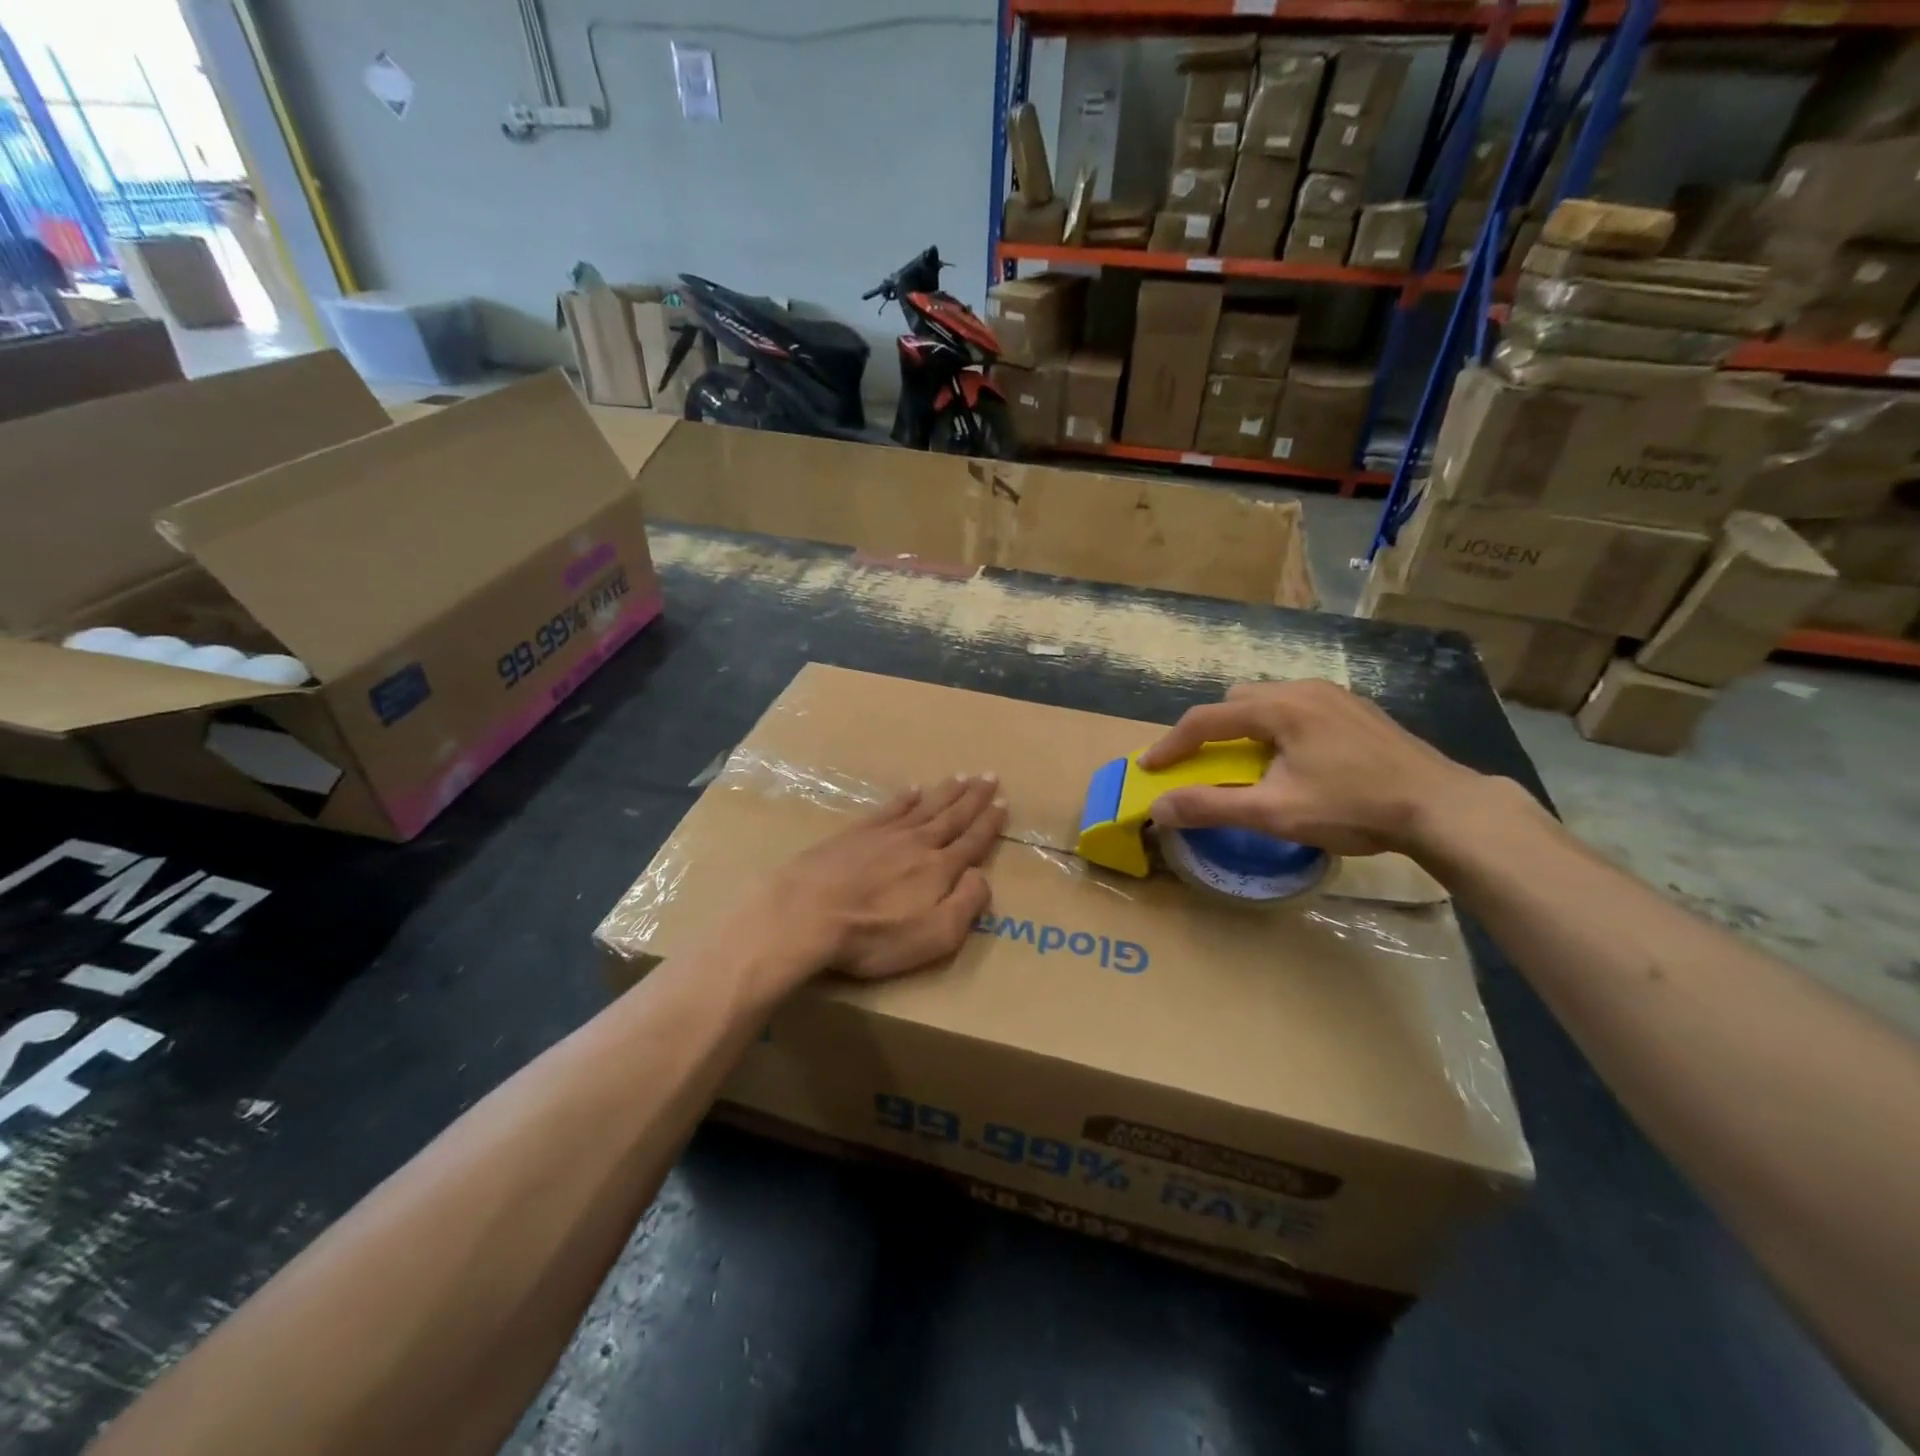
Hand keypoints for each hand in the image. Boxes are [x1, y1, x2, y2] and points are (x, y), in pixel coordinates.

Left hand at [760, 775, 1006, 980]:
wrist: (807, 913)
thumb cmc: (874, 935)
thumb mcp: (935, 935)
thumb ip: (966, 905)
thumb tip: (980, 876)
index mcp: (939, 869)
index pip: (972, 842)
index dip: (989, 824)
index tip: (1003, 803)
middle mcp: (917, 843)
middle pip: (952, 816)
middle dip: (973, 797)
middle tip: (989, 776)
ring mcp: (884, 835)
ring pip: (924, 807)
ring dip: (945, 792)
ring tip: (961, 777)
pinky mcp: (854, 834)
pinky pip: (889, 809)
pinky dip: (904, 798)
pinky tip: (912, 790)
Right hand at [1137, 680, 1490, 857]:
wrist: (1442, 807)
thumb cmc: (1353, 807)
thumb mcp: (1275, 813)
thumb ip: (1211, 807)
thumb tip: (1158, 808)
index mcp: (1279, 708)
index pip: (1206, 719)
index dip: (1172, 744)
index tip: (1151, 767)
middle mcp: (1303, 689)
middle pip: (1237, 701)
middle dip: (1212, 730)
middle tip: (1206, 764)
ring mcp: (1335, 696)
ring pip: (1269, 701)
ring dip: (1246, 728)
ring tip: (1251, 763)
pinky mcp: (1357, 709)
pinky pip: (1298, 707)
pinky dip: (1278, 727)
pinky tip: (1297, 759)